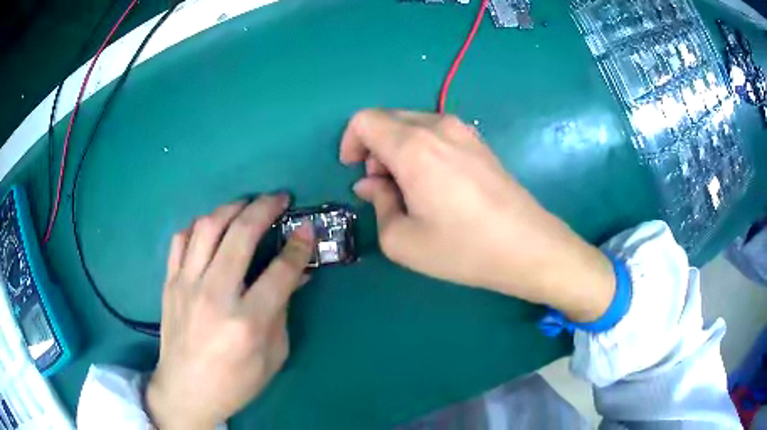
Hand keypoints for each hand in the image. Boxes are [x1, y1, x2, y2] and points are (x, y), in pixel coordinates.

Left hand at [146, 196, 313, 428]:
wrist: (186, 390)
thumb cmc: (236, 381)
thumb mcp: (273, 355)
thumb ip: (283, 311)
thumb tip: (296, 275)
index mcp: (248, 321)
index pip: (280, 271)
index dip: (299, 245)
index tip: (307, 229)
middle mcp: (215, 295)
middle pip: (241, 234)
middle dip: (265, 208)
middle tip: (279, 198)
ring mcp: (187, 285)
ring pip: (208, 227)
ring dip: (232, 208)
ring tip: (247, 204)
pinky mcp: (170, 283)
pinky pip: (181, 239)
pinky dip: (198, 224)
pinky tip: (211, 225)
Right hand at [340, 109, 614, 321]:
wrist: (528, 246)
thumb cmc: (463, 248)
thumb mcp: (403, 241)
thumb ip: (378, 204)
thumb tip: (371, 184)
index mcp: (412, 147)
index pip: (365, 120)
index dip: (350, 142)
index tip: (355, 171)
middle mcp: (437, 127)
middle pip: (388, 119)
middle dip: (373, 148)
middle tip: (381, 187)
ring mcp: (463, 131)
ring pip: (412, 125)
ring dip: (397, 149)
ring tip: (409, 189)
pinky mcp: (479, 142)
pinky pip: (436, 133)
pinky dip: (421, 149)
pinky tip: (434, 184)